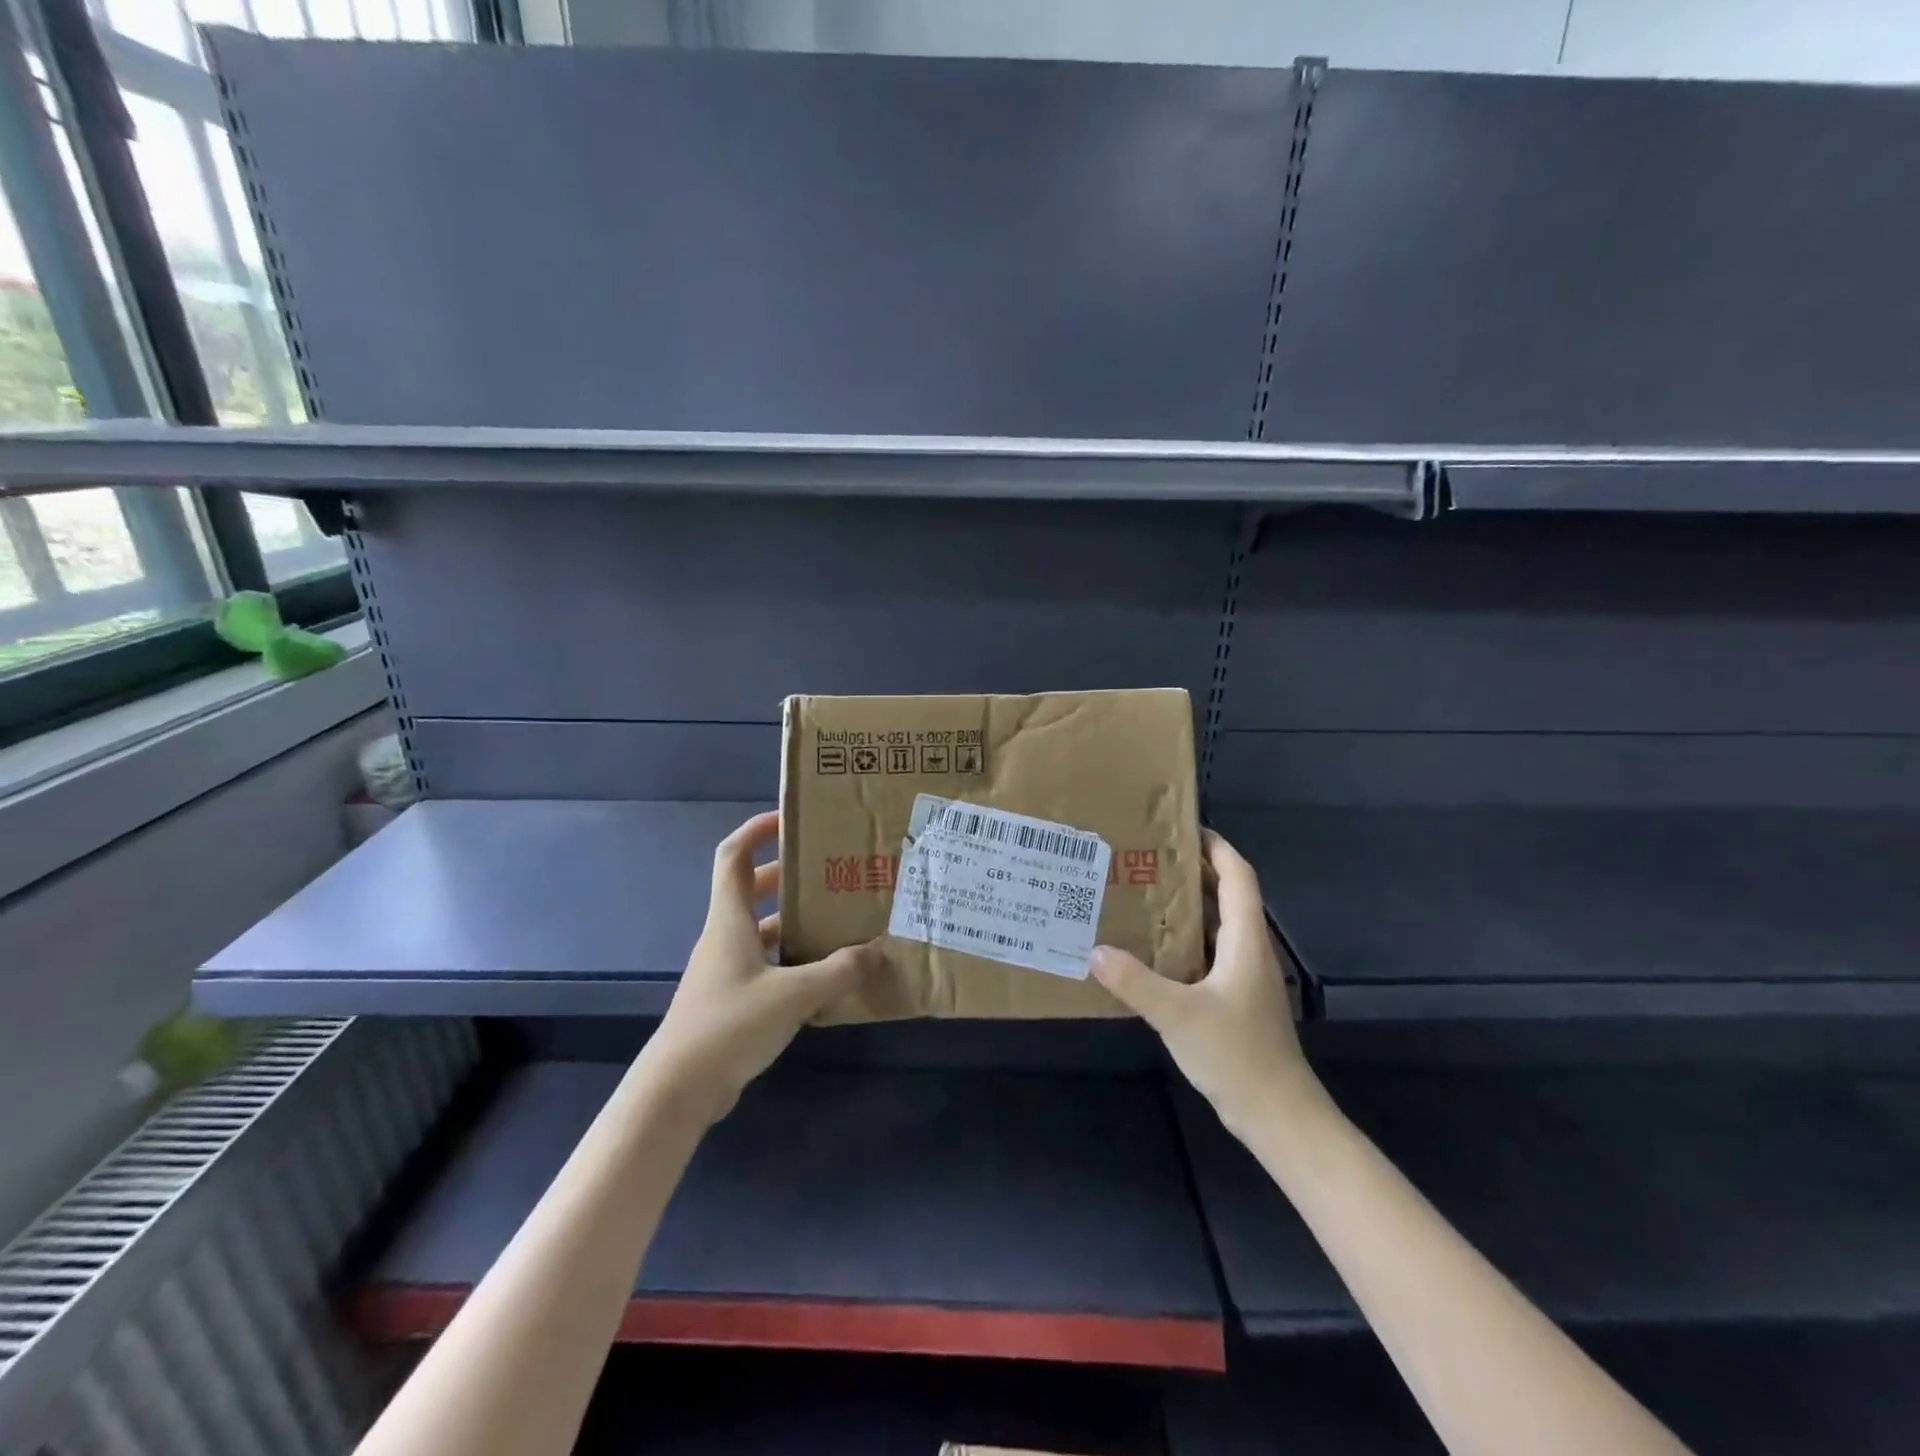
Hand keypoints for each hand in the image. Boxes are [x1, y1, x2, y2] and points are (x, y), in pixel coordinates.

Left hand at [642, 810, 883, 1124]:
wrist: (679, 1089)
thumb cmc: (729, 1024)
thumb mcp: (793, 994)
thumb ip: (838, 971)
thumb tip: (878, 951)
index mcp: (730, 919)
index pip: (733, 855)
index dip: (756, 830)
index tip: (790, 819)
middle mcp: (725, 936)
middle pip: (752, 889)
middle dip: (788, 875)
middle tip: (829, 871)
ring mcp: (726, 969)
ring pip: (762, 928)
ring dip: (794, 919)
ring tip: (837, 918)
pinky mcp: (732, 999)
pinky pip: (766, 963)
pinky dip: (792, 958)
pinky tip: (824, 973)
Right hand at [1090, 830, 1315, 1135]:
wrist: (1278, 1115)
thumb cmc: (1237, 1054)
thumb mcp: (1178, 1014)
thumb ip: (1135, 981)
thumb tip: (1094, 950)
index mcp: (1245, 940)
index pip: (1238, 876)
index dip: (1216, 846)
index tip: (1182, 827)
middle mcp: (1249, 950)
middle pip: (1227, 895)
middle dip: (1192, 871)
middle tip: (1147, 858)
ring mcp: (1244, 977)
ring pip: (1217, 926)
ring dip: (1187, 906)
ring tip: (1142, 894)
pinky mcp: (1236, 1000)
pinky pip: (1209, 954)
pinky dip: (1184, 941)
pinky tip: (1151, 950)